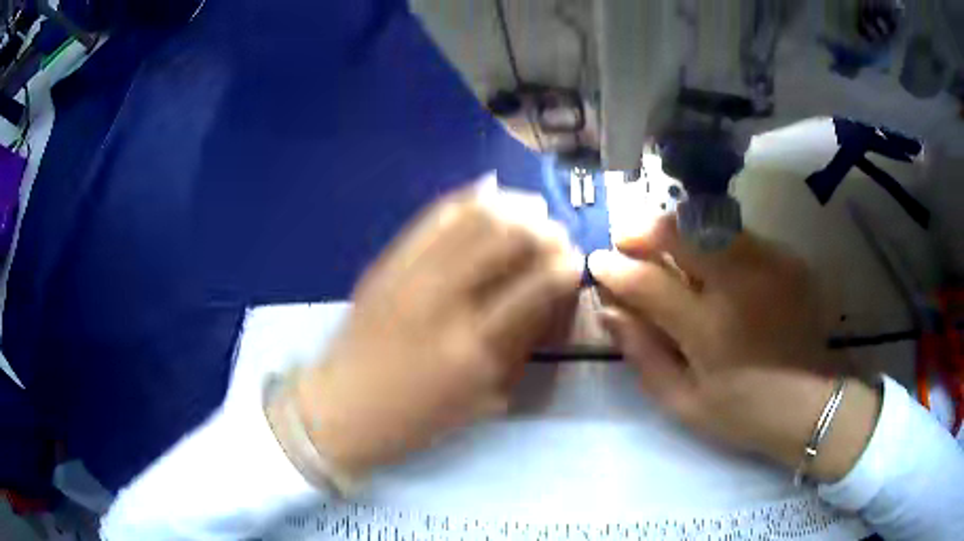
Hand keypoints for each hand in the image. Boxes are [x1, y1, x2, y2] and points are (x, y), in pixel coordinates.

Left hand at [277, 178, 581, 478]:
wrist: (341, 406)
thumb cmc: (417, 418)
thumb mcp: (481, 398)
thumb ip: (520, 347)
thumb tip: (549, 300)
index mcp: (474, 346)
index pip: (536, 285)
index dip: (565, 265)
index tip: (575, 261)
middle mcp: (444, 299)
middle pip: (506, 237)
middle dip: (542, 228)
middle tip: (555, 233)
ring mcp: (410, 273)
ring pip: (472, 216)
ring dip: (511, 206)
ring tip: (530, 208)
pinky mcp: (387, 262)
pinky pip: (433, 216)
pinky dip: (468, 200)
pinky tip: (488, 196)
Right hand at [589, 215, 880, 481]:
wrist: (809, 404)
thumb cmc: (743, 412)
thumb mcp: (683, 401)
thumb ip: (643, 353)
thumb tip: (609, 310)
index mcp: (708, 328)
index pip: (648, 281)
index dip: (615, 267)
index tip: (597, 262)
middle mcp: (738, 284)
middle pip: (681, 231)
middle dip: (644, 229)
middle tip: (627, 240)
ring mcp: (768, 265)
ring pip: (710, 223)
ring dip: (678, 228)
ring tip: (664, 244)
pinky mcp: (787, 260)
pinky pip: (740, 235)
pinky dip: (714, 240)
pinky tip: (711, 261)